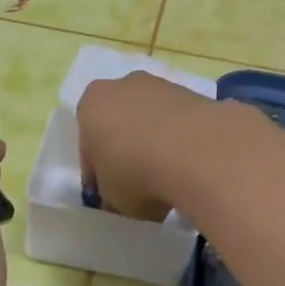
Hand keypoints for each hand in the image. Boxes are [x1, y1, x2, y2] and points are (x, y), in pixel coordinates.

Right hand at [76, 72, 223, 221]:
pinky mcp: (194, 93)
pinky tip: (190, 167)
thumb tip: (120, 199)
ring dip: (155, 144)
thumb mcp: (112, 198)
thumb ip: (111, 195)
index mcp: (90, 106)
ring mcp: (161, 86)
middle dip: (126, 151)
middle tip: (138, 185)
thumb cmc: (136, 173)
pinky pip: (179, 122)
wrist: (196, 151)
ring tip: (169, 178)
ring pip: (151, 120)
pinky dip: (181, 141)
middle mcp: (122, 87)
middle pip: (119, 124)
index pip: (88, 146)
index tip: (110, 197)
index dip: (98, 174)